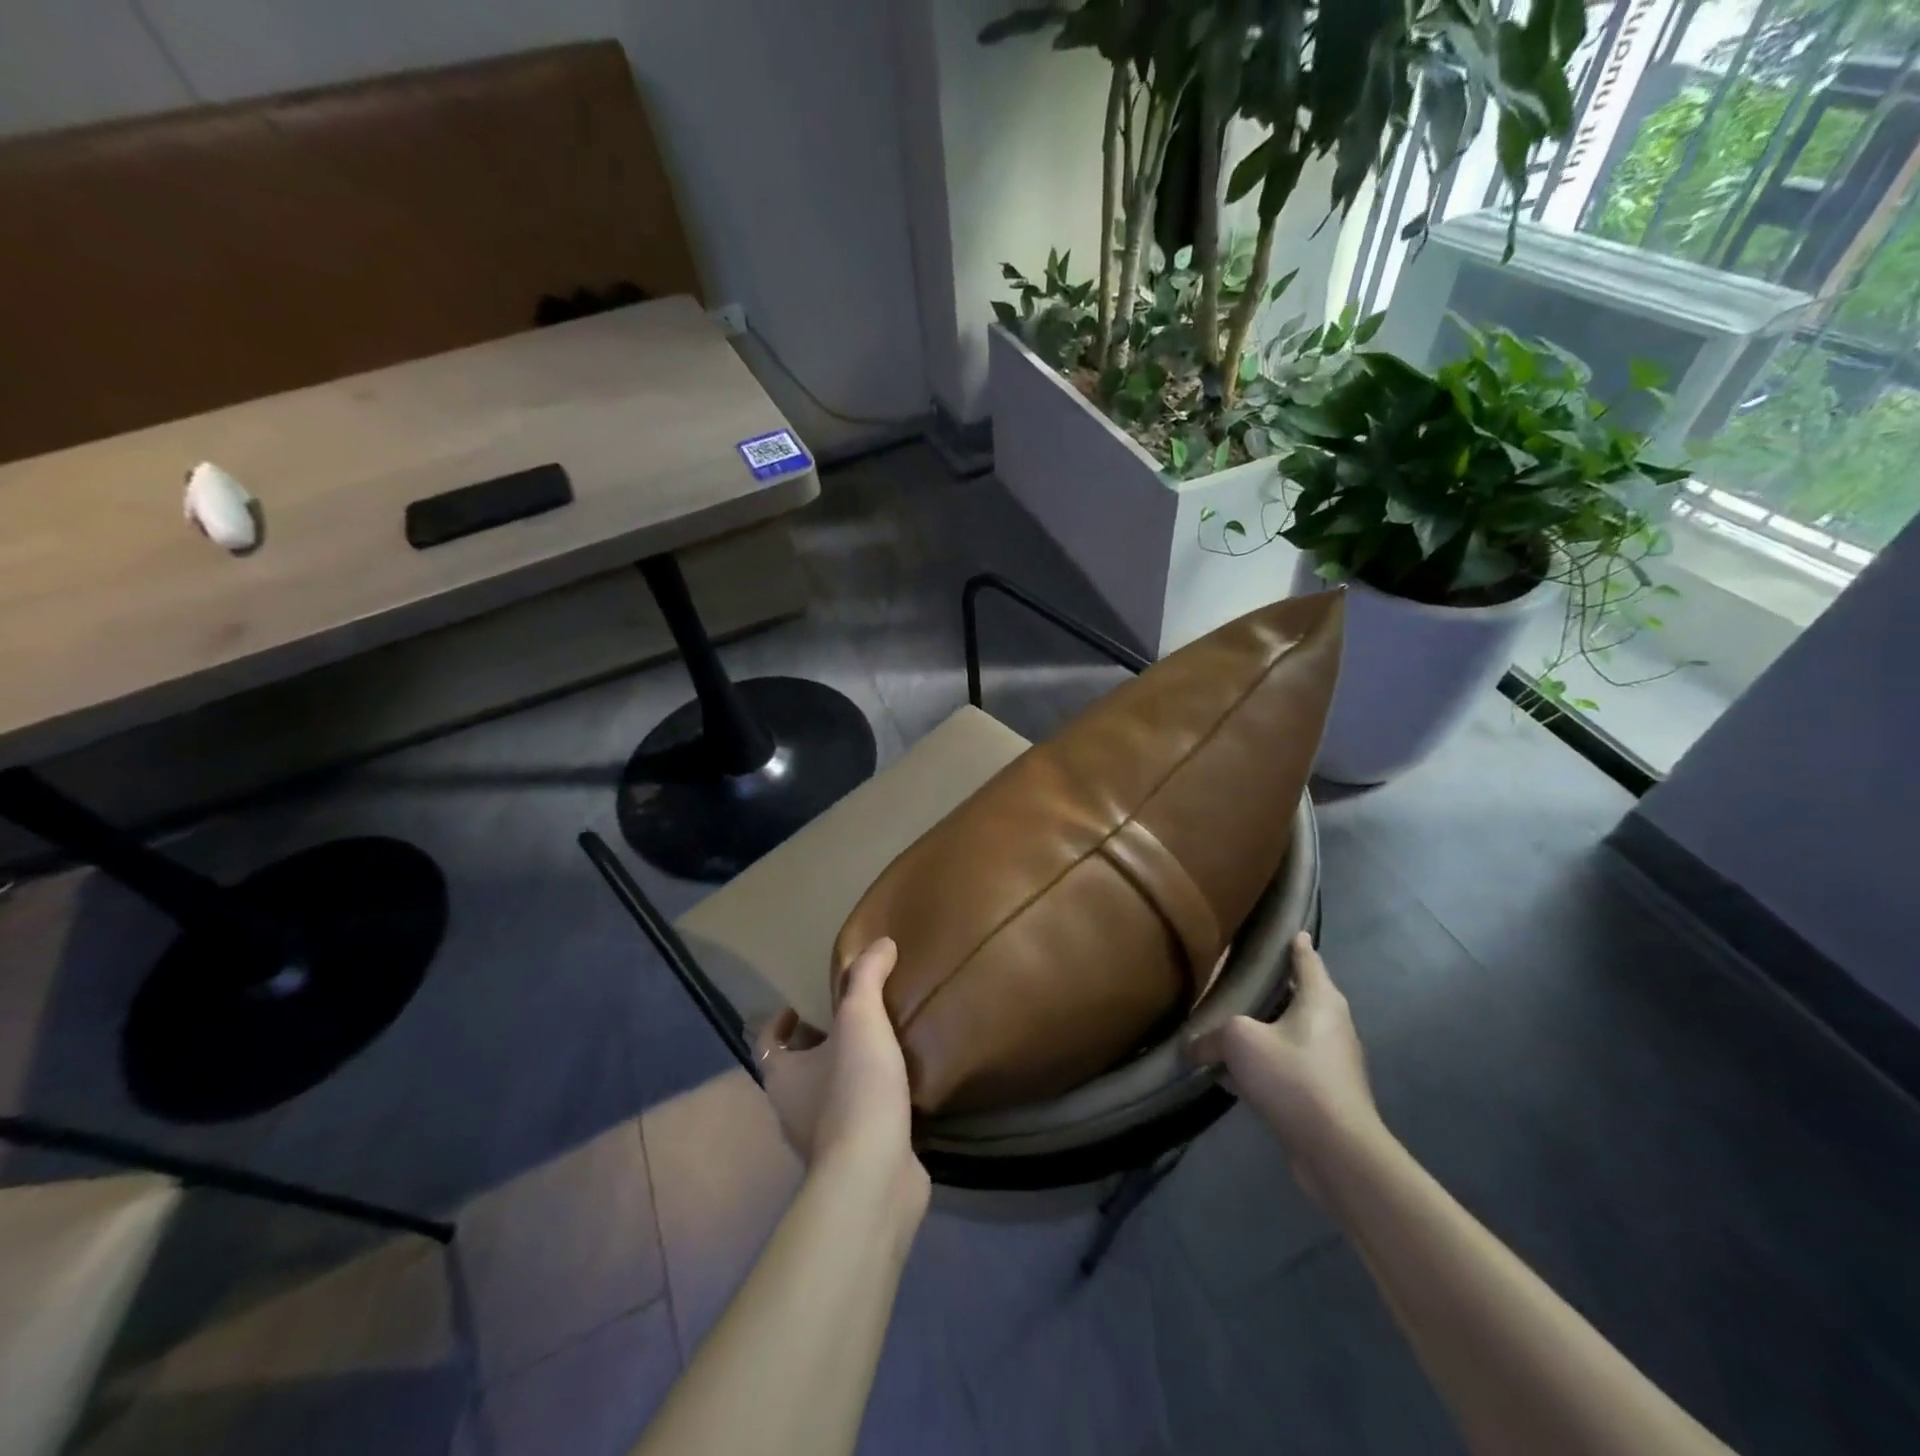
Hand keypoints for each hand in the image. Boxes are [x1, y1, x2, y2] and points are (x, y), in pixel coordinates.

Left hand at [756, 938, 926, 1201]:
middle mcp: (792, 1111)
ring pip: (825, 1098)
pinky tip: (897, 1090)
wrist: (874, 1176)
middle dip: (815, 1046)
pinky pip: (857, 1122)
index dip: (778, 1022)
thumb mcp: (861, 1019)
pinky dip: (869, 1105)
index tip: (800, 1006)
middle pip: (795, 1070)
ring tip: (876, 1049)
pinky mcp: (853, 1161)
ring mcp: (821, 1142)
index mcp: (782, 1076)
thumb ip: (867, 978)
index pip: (766, 1042)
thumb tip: (881, 943)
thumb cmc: (854, 1090)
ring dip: (843, 1075)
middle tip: (847, 1020)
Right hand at [1187, 931, 1382, 1198]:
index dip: (1294, 943)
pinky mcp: (1324, 1094)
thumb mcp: (1240, 1041)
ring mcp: (1331, 1062)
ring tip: (1229, 1024)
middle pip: (1299, 996)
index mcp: (1320, 1000)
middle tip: (1238, 977)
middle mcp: (1332, 1024)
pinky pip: (1288, 1067)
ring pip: (1291, 1034)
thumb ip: (1213, 1036)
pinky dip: (1264, 1064)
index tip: (1285, 929)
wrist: (1337, 1151)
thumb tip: (1192, 1047)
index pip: (1307, 958)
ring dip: (1264, 1030)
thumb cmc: (1293, 1077)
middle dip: (1272, 988)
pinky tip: (1233, 1076)